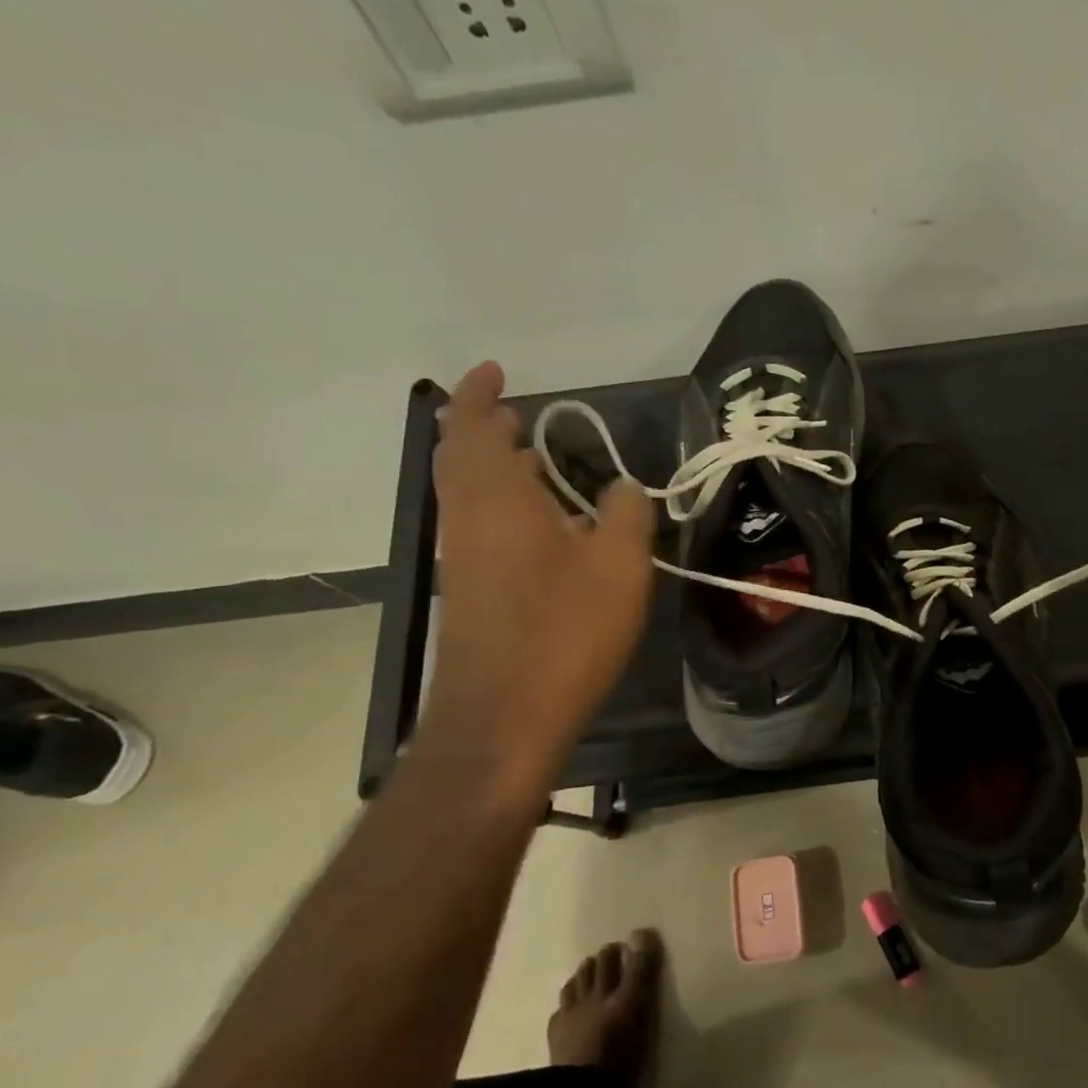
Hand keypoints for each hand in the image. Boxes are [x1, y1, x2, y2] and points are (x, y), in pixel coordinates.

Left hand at [420, 361, 655, 778]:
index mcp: (497, 498)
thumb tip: (622, 488)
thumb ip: (626, 514)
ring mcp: (463, 557)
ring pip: (467, 492)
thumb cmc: (564, 630)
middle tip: (519, 415)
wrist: (503, 717)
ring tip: (537, 460)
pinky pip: (478, 524)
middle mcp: (469, 518)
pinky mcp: (469, 590)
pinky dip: (502, 505)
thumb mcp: (619, 565)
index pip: (471, 427)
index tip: (496, 371)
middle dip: (484, 428)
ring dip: (494, 467)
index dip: (478, 394)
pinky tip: (545, 526)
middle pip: (460, 456)